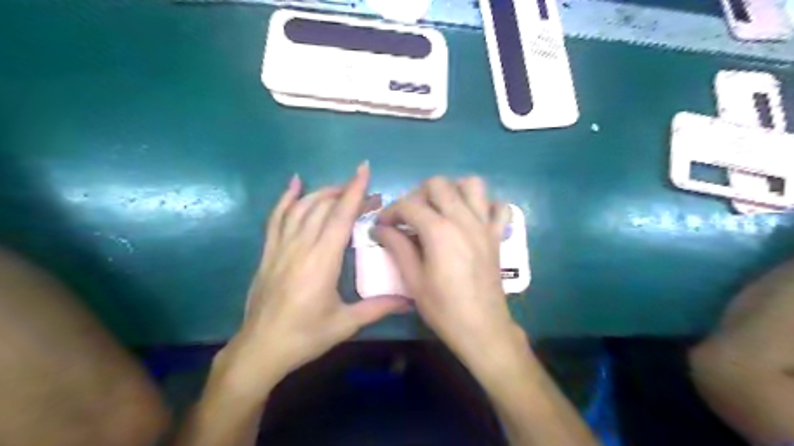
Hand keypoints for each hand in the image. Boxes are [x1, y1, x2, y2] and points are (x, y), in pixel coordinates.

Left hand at [219, 163, 411, 393]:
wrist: (261, 348)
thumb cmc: (305, 336)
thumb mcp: (345, 324)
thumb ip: (378, 308)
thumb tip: (410, 300)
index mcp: (322, 261)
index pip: (341, 216)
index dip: (354, 191)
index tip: (364, 169)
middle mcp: (301, 246)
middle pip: (325, 208)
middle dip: (348, 194)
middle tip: (370, 197)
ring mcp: (281, 247)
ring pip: (302, 208)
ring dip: (323, 193)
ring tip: (342, 190)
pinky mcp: (269, 252)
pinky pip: (276, 218)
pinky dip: (286, 198)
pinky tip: (295, 184)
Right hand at [375, 175, 525, 370]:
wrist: (482, 328)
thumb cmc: (444, 308)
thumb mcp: (414, 280)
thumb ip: (397, 247)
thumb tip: (380, 229)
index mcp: (439, 231)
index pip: (409, 204)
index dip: (391, 211)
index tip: (383, 225)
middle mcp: (463, 219)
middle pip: (439, 184)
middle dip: (418, 194)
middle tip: (410, 216)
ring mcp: (484, 225)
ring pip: (472, 184)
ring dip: (453, 190)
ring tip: (441, 210)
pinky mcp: (497, 235)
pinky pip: (498, 206)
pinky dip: (485, 205)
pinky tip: (472, 219)